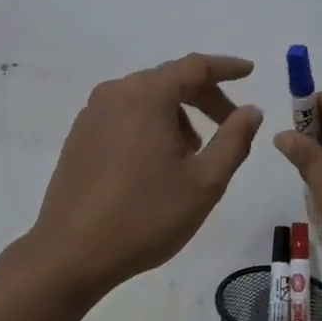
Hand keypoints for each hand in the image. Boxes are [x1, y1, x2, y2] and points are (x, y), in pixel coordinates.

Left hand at [25, 54, 263, 296]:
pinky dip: (150, 125)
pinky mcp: (79, 136)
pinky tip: (158, 162)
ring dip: (177, 114)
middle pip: (170, 80)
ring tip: (194, 154)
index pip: (195, 66)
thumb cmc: (145, 215)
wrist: (71, 254)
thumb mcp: (204, 182)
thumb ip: (234, 140)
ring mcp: (92, 114)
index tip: (250, 71)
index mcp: (147, 95)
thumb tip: (251, 110)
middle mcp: (116, 93)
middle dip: (205, 97)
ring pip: (147, 99)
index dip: (226, 68)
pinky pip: (125, 115)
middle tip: (231, 124)